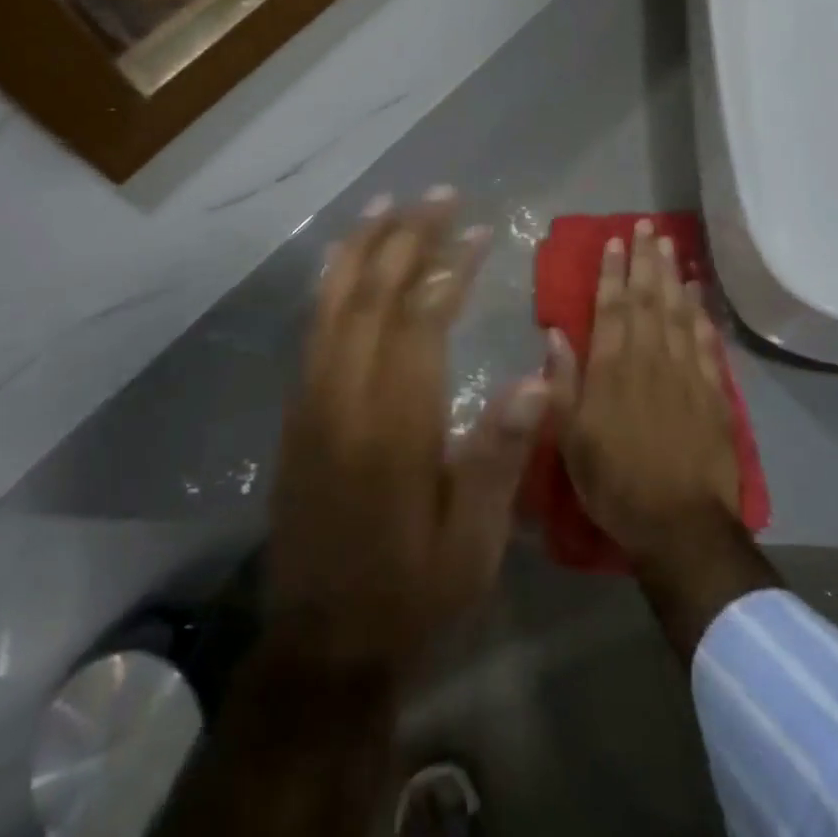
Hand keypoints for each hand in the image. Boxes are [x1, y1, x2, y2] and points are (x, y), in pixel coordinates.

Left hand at [268, 191, 550, 682]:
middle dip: (406, 238)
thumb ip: (500, 455)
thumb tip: (540, 378)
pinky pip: (312, 330)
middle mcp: (344, 398)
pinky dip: (329, 285)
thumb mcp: (474, 543)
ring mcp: (312, 401)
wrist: (324, 641)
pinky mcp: (297, 413)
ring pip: (333, 304)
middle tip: (437, 195)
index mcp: (393, 425)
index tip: (476, 230)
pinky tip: (341, 261)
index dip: (448, 268)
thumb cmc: (413, 592)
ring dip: (362, 248)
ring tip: (388, 205)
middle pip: (372, 296)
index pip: (419, 321)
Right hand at [550, 220, 741, 569]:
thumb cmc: (613, 481)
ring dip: (673, 276)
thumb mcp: (570, 438)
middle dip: (645, 260)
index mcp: (612, 369)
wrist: (679, 524)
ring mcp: (687, 373)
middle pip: (648, 299)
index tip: (614, 241)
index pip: (612, 307)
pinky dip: (701, 313)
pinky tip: (698, 294)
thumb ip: (562, 382)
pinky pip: (707, 342)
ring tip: (671, 245)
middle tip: (647, 226)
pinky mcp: (714, 392)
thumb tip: (556, 333)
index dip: (612, 272)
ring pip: (679, 312)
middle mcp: (650, 360)